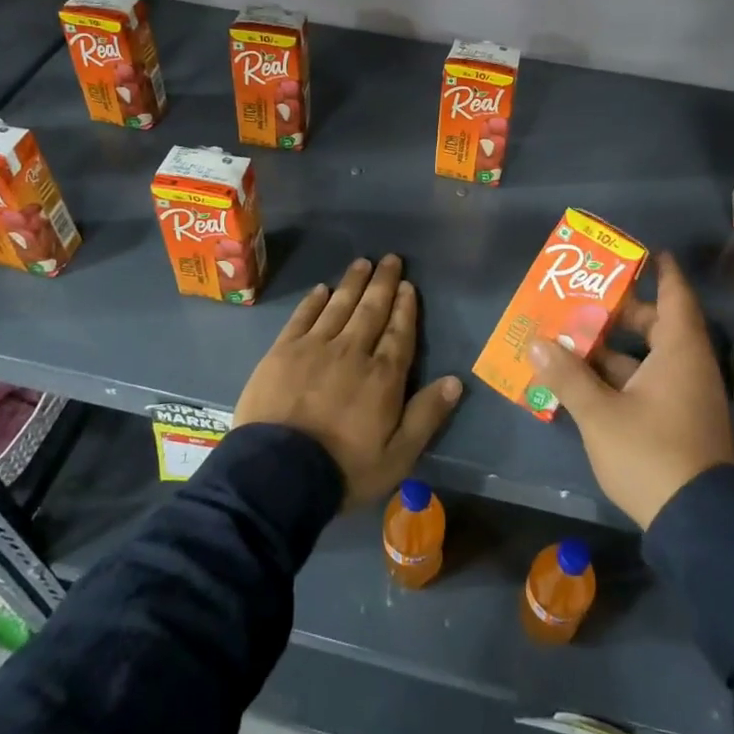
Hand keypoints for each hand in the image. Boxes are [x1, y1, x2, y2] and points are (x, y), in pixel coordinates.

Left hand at [234, 255, 462, 507]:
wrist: (278, 473)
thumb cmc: (343, 469)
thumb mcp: (397, 456)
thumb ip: (426, 416)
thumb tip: (455, 381)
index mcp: (382, 376)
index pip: (399, 333)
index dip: (405, 307)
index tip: (408, 285)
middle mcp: (352, 351)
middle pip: (371, 311)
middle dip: (383, 284)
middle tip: (390, 259)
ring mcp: (315, 347)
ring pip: (339, 306)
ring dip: (353, 283)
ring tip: (362, 263)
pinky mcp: (283, 351)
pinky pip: (303, 317)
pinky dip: (314, 301)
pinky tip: (322, 289)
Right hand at [528, 253, 733, 527]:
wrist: (697, 522)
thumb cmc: (652, 454)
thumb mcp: (601, 414)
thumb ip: (568, 376)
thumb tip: (537, 343)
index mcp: (679, 352)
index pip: (675, 297)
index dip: (663, 272)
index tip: (646, 252)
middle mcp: (687, 367)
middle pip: (656, 325)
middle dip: (621, 311)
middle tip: (584, 297)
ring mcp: (685, 396)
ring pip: (647, 357)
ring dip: (613, 347)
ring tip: (572, 335)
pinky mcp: (678, 421)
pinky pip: (646, 382)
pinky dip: (619, 375)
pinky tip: (584, 378)